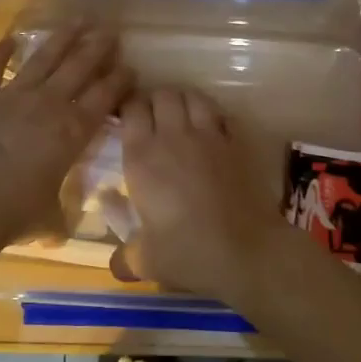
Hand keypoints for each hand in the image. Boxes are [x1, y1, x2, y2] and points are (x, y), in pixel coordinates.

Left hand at [0, 24, 132, 249]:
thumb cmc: (15, 215)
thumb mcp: (49, 219)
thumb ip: (58, 215)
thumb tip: (59, 229)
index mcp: (72, 133)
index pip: (104, 98)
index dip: (119, 80)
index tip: (130, 67)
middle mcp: (48, 106)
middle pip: (79, 69)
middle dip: (97, 49)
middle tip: (110, 32)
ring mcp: (13, 97)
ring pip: (44, 60)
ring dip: (63, 39)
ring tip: (78, 21)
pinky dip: (0, 53)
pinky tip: (10, 39)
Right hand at [113, 88, 296, 300]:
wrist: (246, 250)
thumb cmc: (188, 252)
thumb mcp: (147, 260)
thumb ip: (125, 258)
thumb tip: (114, 267)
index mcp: (142, 156)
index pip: (131, 108)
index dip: (127, 107)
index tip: (125, 118)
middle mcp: (173, 136)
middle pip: (162, 94)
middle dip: (155, 100)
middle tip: (152, 118)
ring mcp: (209, 135)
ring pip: (193, 96)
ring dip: (184, 101)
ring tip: (181, 116)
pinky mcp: (237, 142)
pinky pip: (222, 114)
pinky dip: (213, 116)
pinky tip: (212, 130)